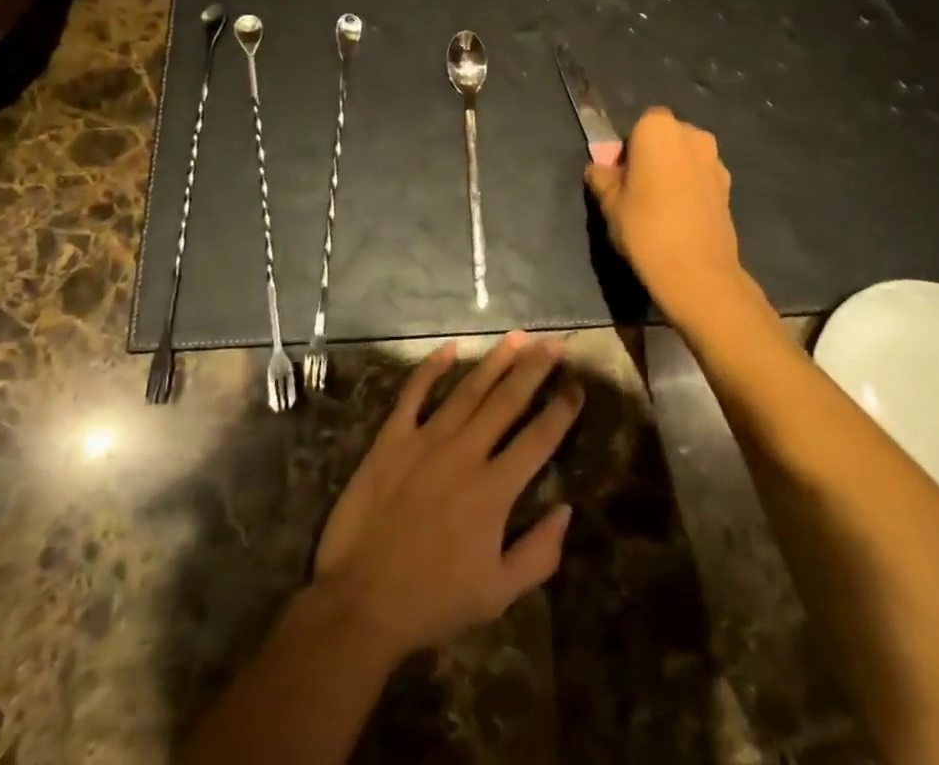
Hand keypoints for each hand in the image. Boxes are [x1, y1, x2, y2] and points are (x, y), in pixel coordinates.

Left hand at [312, 334, 582, 660]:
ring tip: (517, 337)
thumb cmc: (433, 600)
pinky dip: (431, 368)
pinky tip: (449, 348)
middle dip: (534, 369)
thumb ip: (539, 554)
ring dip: (495, 360)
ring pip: (468, 390)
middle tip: (554, 343)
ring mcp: (426, 440)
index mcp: (494, 490)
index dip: (562, 411)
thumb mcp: (498, 594)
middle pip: (507, 401)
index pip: (538, 439)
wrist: (360, 601)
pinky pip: (414, 393)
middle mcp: (465, 453)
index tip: (578, 386)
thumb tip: (566, 511)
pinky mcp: (392, 438)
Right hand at [585, 108, 747, 319]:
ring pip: (685, 157)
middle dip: (652, 155)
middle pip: (666, 137)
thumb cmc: (645, 227)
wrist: (697, 272)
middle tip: (636, 188)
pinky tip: (679, 217)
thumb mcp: (609, 202)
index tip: (620, 175)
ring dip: (673, 171)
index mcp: (658, 129)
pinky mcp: (729, 187)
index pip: (638, 125)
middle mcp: (692, 135)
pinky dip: (690, 188)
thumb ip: (601, 178)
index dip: (628, 149)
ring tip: (659, 206)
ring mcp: (715, 160)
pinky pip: (701, 177)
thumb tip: (598, 169)